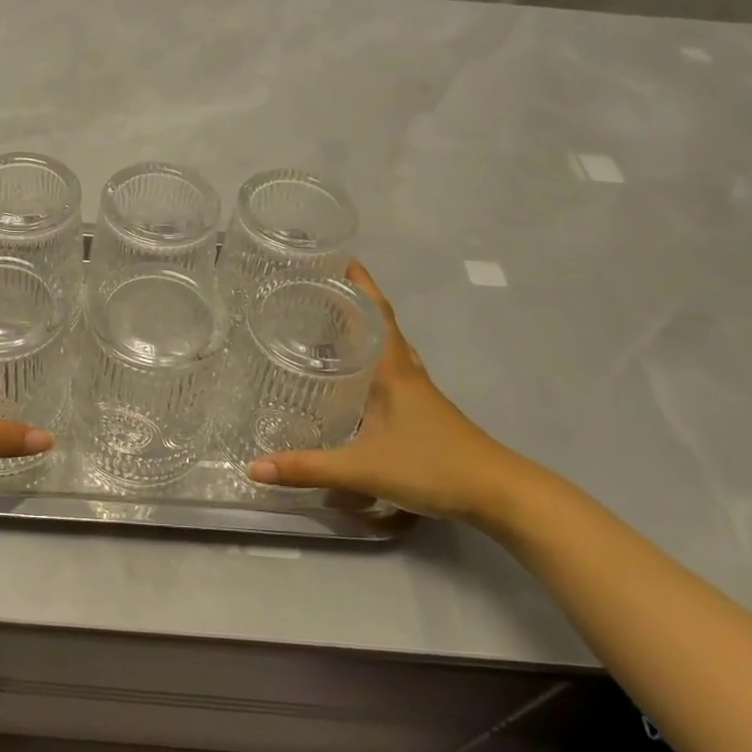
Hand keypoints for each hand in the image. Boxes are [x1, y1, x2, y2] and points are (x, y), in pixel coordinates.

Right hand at [246, 263, 530, 521]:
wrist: (497, 493)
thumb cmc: (431, 466)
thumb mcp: (362, 468)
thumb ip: (308, 467)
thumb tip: (254, 466)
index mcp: (393, 370)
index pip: (376, 313)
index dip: (360, 284)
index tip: (339, 258)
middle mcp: (407, 373)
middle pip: (382, 325)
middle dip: (355, 303)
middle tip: (319, 291)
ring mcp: (420, 393)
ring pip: (390, 349)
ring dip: (367, 331)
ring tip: (334, 326)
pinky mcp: (425, 413)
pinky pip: (394, 372)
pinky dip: (375, 362)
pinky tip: (360, 380)